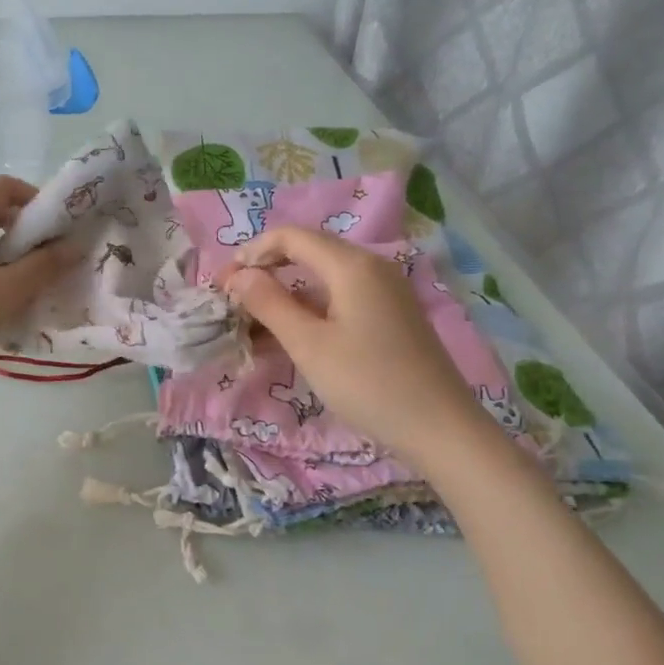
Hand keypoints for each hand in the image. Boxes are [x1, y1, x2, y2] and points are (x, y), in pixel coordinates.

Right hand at [220, 226, 489, 462]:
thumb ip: (270, 304)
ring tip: (252, 327)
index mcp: (352, 265)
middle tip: (233, 303)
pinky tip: (288, 339)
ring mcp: (385, 292)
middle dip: (265, 273)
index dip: (252, 253)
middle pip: (307, 253)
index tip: (223, 283)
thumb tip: (239, 275)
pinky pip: (340, 300)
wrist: (440, 428)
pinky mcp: (391, 316)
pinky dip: (310, 312)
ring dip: (285, 296)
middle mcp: (371, 267)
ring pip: (322, 280)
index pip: (291, 236)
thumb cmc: (368, 383)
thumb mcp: (309, 345)